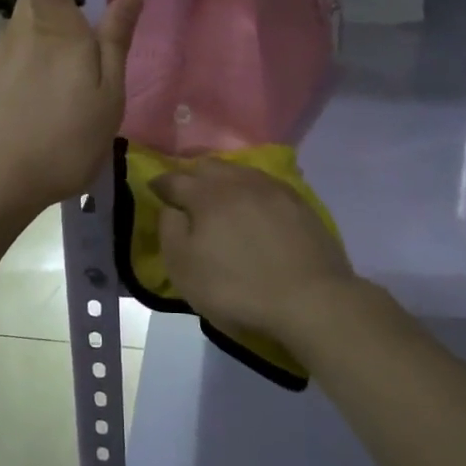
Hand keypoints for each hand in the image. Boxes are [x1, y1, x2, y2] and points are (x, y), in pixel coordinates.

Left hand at [0, 0, 142, 213]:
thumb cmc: (61, 142)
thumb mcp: (107, 98)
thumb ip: (117, 43)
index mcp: (56, 28)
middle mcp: (20, 30)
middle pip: (44, 0)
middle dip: (66, 10)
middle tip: (89, 59)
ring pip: (30, 38)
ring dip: (50, 56)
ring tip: (65, 109)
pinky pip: (13, 67)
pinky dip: (29, 83)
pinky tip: (36, 122)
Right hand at [153, 160, 358, 343]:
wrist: (310, 298)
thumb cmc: (237, 287)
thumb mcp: (184, 268)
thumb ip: (169, 231)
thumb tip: (171, 208)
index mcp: (207, 194)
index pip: (174, 179)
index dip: (160, 184)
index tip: (155, 191)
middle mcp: (239, 181)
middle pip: (208, 167)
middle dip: (193, 177)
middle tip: (188, 195)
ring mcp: (273, 188)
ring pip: (240, 172)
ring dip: (224, 181)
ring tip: (222, 200)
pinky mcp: (299, 202)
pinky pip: (266, 185)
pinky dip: (252, 192)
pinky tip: (255, 207)